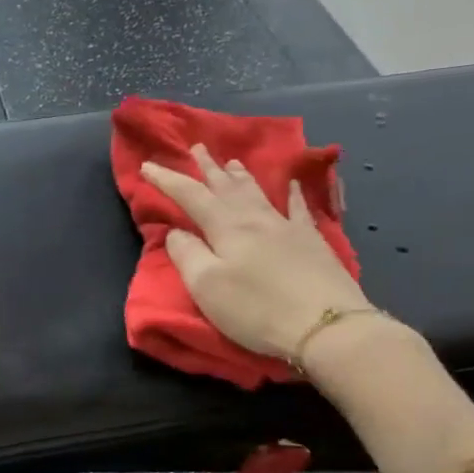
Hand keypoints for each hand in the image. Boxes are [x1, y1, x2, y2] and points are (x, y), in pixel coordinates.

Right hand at [141, 144, 370, 362]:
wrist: (325, 325)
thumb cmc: (256, 308)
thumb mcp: (206, 286)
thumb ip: (187, 255)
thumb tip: (177, 232)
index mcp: (226, 227)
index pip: (190, 196)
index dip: (167, 180)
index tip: (147, 166)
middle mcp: (255, 218)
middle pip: (226, 187)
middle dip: (208, 168)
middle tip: (197, 147)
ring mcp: (287, 227)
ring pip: (258, 193)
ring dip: (241, 177)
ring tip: (232, 162)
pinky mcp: (311, 243)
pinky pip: (299, 209)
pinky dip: (293, 194)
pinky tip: (293, 184)